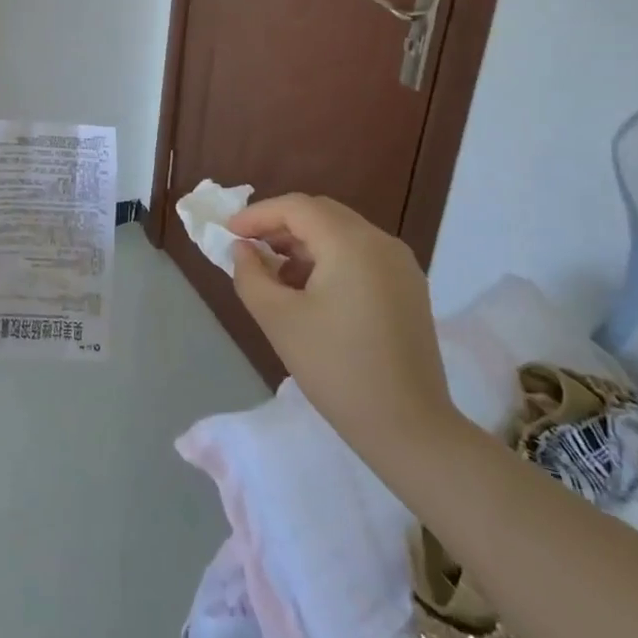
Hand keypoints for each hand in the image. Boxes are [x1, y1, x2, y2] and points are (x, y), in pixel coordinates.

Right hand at [229, 194, 461, 473]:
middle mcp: (381, 242)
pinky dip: (329, 259)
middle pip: (321, 214)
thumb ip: (251, 275)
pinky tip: (309, 290)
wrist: (410, 429)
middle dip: (280, 225)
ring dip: (304, 243)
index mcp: (351, 243)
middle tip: (248, 248)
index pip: (296, 207)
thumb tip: (243, 250)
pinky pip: (360, 254)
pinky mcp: (408, 287)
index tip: (228, 233)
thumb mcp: (279, 320)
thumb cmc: (337, 370)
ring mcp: (400, 264)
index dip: (258, 215)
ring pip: (341, 233)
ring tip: (274, 273)